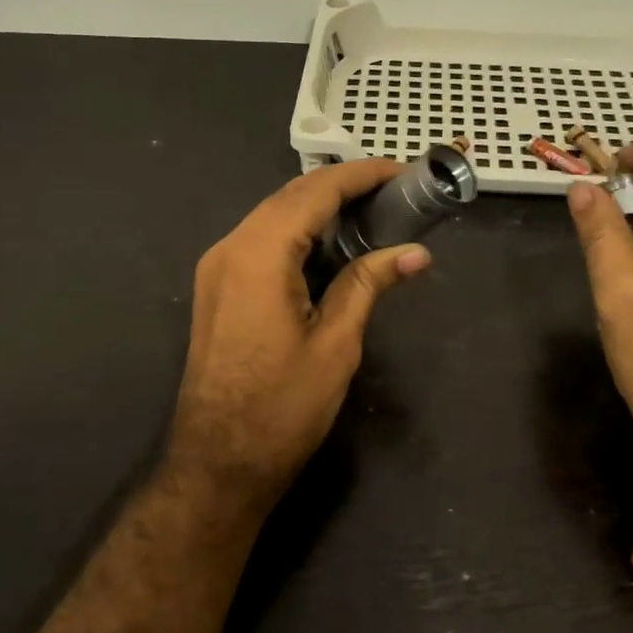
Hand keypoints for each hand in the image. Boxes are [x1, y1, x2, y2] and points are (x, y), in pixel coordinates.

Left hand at [165, 159, 431, 514]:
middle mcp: (230, 247)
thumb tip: (415, 252)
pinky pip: (261, 241)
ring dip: (319, 208)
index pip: (315, 192)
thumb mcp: (336, 343)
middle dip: (342, 187)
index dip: (361, 175)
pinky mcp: (218, 287)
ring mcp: (217, 267)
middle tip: (394, 191)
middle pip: (290, 196)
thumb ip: (368, 284)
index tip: (403, 171)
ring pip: (273, 216)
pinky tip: (331, 244)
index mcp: (258, 254)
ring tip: (372, 212)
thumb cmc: (282, 407)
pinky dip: (298, 232)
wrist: (218, 461)